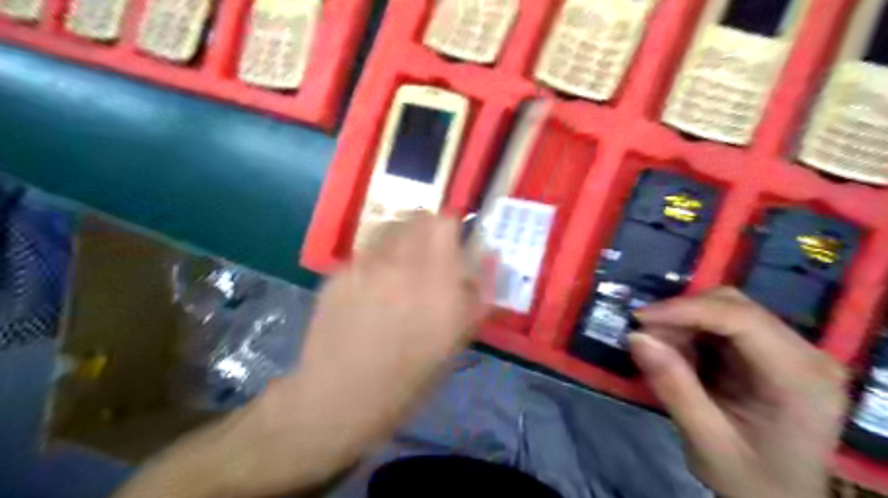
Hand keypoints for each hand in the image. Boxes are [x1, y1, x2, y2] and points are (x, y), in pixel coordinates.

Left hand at [114, 217, 485, 496]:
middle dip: (427, 230)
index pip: (445, 222)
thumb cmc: (410, 377)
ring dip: (401, 239)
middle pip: (416, 217)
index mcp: (438, 281)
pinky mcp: (338, 272)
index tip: (452, 246)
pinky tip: (369, 290)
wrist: (341, 397)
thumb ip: (478, 293)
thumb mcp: (458, 340)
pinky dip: (375, 260)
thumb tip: (487, 258)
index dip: (450, 228)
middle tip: (428, 256)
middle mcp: (402, 263)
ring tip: (399, 268)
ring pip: (389, 228)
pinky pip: (365, 252)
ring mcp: (365, 265)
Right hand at [632, 286, 845, 496]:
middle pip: (733, 306)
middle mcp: (805, 354)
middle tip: (645, 337)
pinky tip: (680, 354)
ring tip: (660, 350)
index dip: (685, 310)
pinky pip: (723, 323)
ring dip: (684, 322)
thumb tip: (636, 337)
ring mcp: (790, 349)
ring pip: (725, 308)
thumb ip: (674, 388)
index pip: (741, 319)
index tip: (639, 319)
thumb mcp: (707, 442)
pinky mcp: (772, 351)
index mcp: (801, 378)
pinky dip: (691, 332)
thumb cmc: (752, 480)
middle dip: (681, 315)